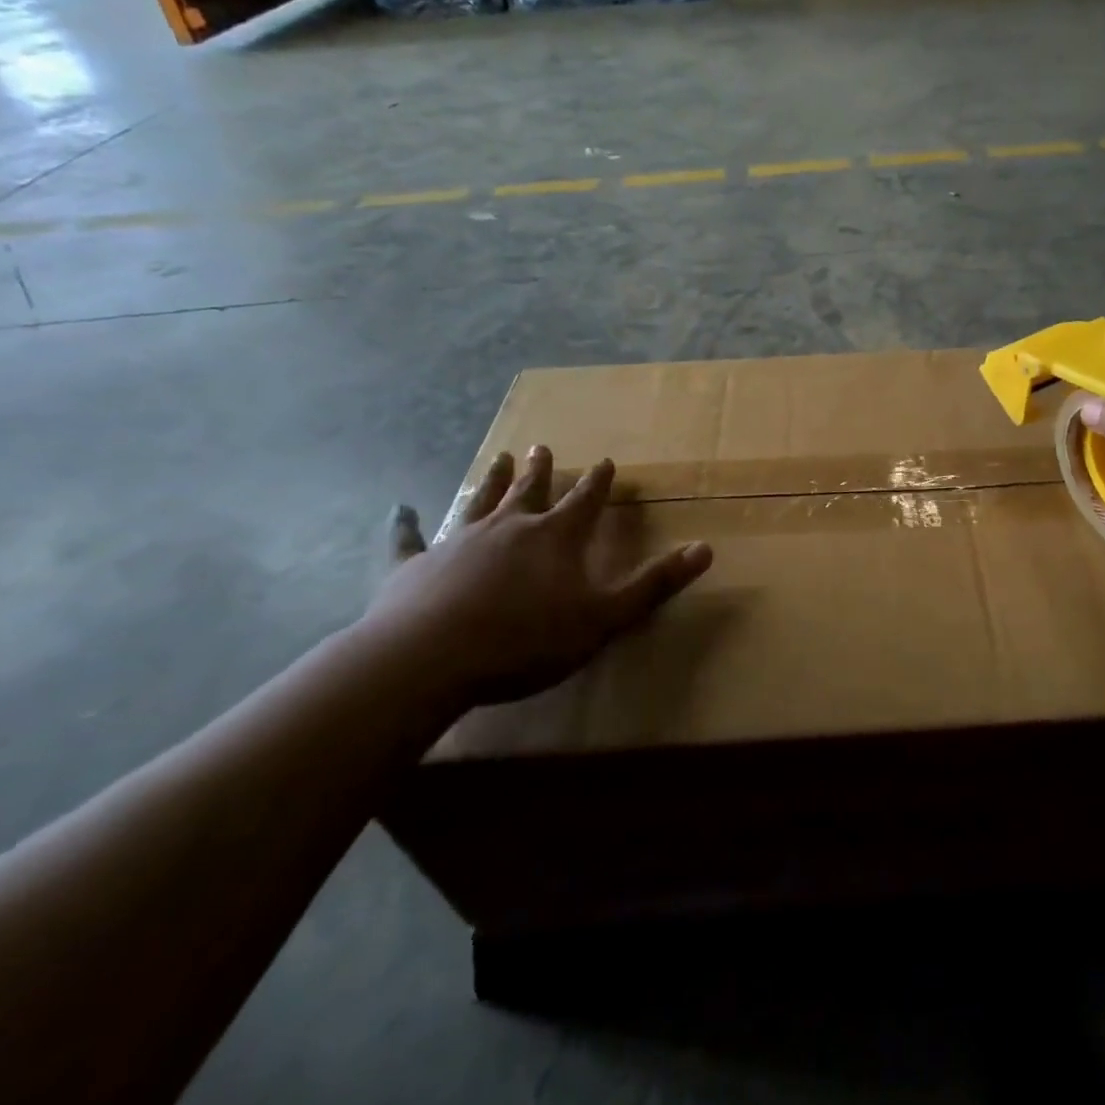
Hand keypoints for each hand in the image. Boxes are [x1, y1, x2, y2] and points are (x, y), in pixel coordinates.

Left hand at [366, 447, 711, 707]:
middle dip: (543, 470)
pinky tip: (399, 509)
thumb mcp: (604, 617)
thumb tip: (706, 549)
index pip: (586, 501)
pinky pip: (408, 540)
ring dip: (491, 480)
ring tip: (500, 458)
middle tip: (544, 446)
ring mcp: (458, 542)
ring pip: (479, 501)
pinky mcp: (414, 566)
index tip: (605, 461)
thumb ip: (654, 584)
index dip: (598, 482)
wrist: (429, 659)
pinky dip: (405, 525)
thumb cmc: (526, 640)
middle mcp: (509, 527)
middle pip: (530, 491)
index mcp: (556, 538)